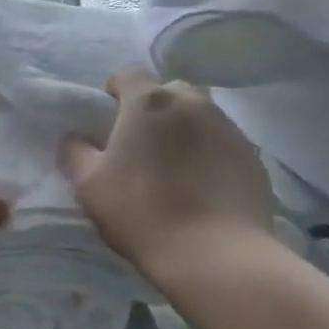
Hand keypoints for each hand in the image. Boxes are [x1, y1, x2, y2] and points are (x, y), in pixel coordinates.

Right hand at [60, 69, 275, 279]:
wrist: (214, 254)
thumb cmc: (142, 213)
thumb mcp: (89, 186)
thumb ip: (76, 153)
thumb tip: (75, 138)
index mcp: (149, 102)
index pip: (127, 74)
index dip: (114, 92)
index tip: (108, 120)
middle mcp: (192, 102)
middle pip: (167, 92)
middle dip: (152, 109)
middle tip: (141, 146)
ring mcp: (228, 127)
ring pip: (199, 115)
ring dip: (183, 130)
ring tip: (174, 169)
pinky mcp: (253, 156)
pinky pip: (222, 143)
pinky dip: (209, 153)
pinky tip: (202, 187)